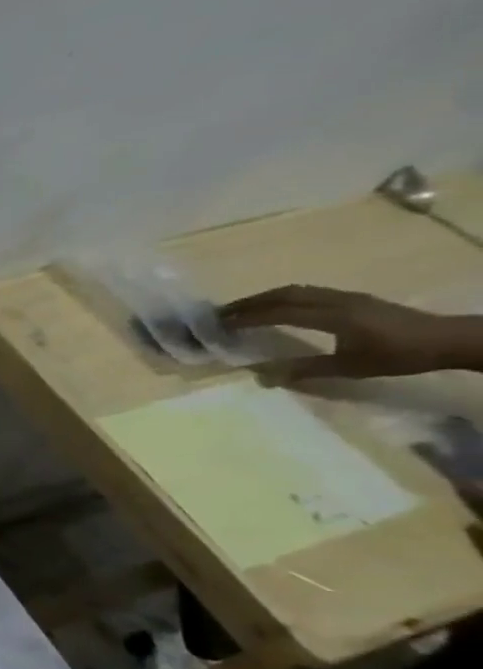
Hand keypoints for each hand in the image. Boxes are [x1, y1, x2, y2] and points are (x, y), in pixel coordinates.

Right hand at [219, 286, 478, 380]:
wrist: (449, 339)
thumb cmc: (398, 356)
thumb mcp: (351, 368)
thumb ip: (305, 370)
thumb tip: (261, 377)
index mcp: (333, 316)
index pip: (279, 312)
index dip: (247, 317)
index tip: (220, 324)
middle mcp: (336, 301)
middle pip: (284, 294)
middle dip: (250, 302)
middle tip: (221, 313)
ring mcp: (346, 297)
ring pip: (297, 290)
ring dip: (266, 298)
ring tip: (243, 309)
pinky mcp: (353, 299)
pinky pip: (310, 292)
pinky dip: (284, 298)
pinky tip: (279, 308)